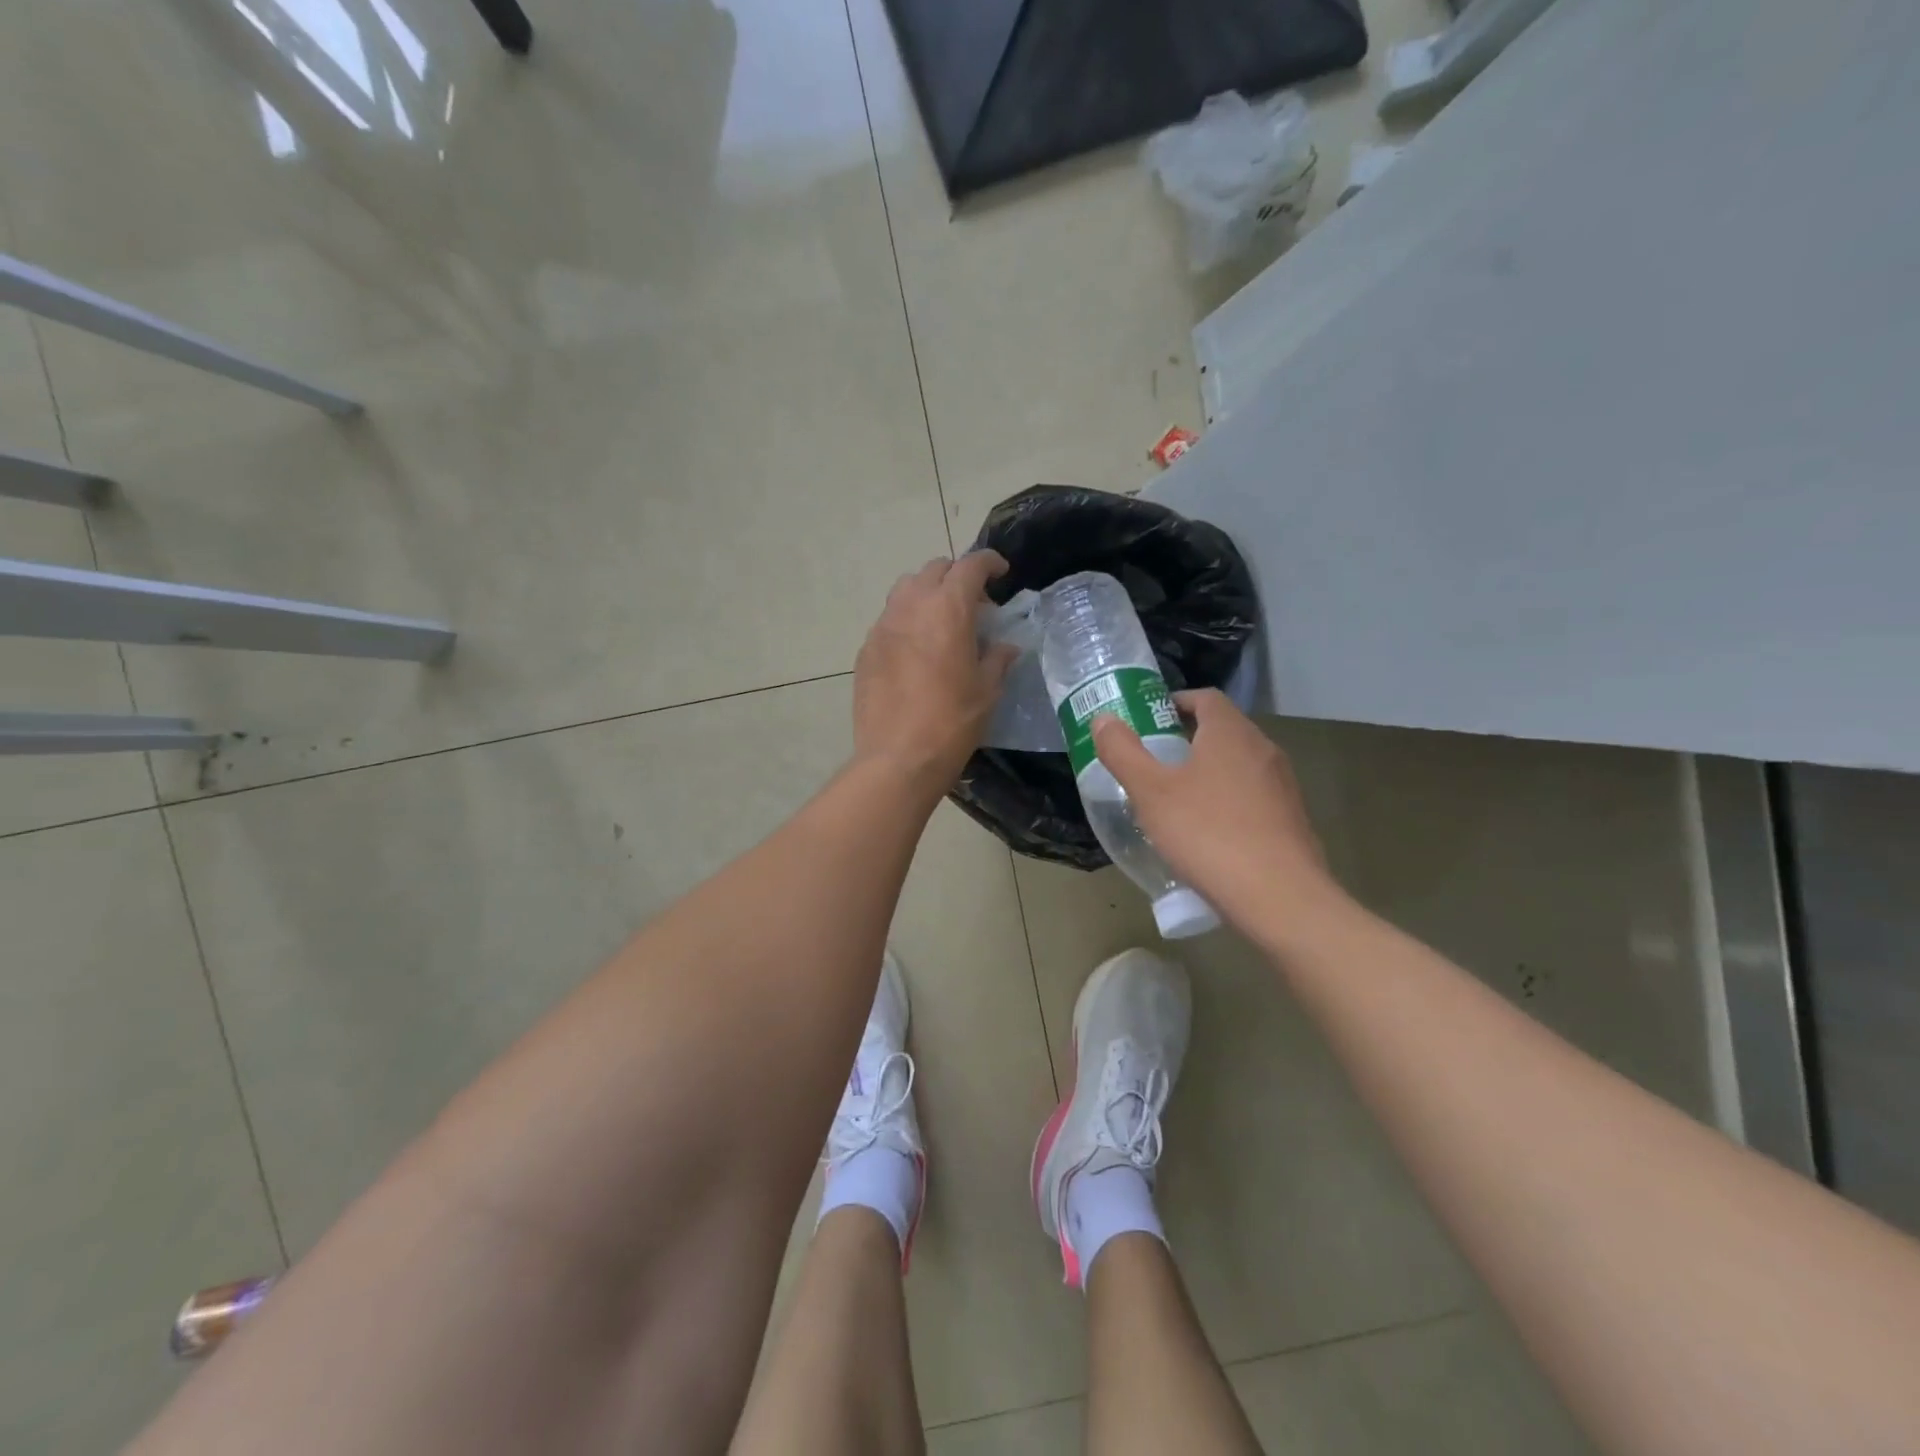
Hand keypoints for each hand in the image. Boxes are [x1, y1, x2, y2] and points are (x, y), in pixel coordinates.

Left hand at [853, 551, 1017, 791]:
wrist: (898, 757)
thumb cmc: (952, 722)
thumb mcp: (987, 690)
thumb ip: (997, 658)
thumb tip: (1004, 646)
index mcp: (948, 609)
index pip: (970, 565)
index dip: (989, 563)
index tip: (1001, 573)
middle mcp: (912, 606)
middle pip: (934, 570)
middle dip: (957, 576)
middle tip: (973, 604)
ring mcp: (883, 626)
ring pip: (906, 589)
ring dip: (927, 594)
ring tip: (941, 622)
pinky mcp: (866, 649)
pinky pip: (889, 620)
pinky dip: (907, 622)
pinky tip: (916, 651)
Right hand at [1092, 689, 1337, 935]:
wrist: (1280, 898)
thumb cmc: (1208, 834)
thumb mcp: (1151, 793)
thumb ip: (1123, 752)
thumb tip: (1104, 719)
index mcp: (1230, 733)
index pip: (1206, 698)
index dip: (1176, 702)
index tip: (1150, 719)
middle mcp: (1263, 749)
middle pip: (1224, 730)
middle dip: (1189, 738)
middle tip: (1154, 760)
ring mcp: (1283, 785)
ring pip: (1239, 764)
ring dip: (1209, 771)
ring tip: (1177, 798)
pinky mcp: (1292, 819)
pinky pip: (1253, 796)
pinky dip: (1229, 801)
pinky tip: (1209, 833)